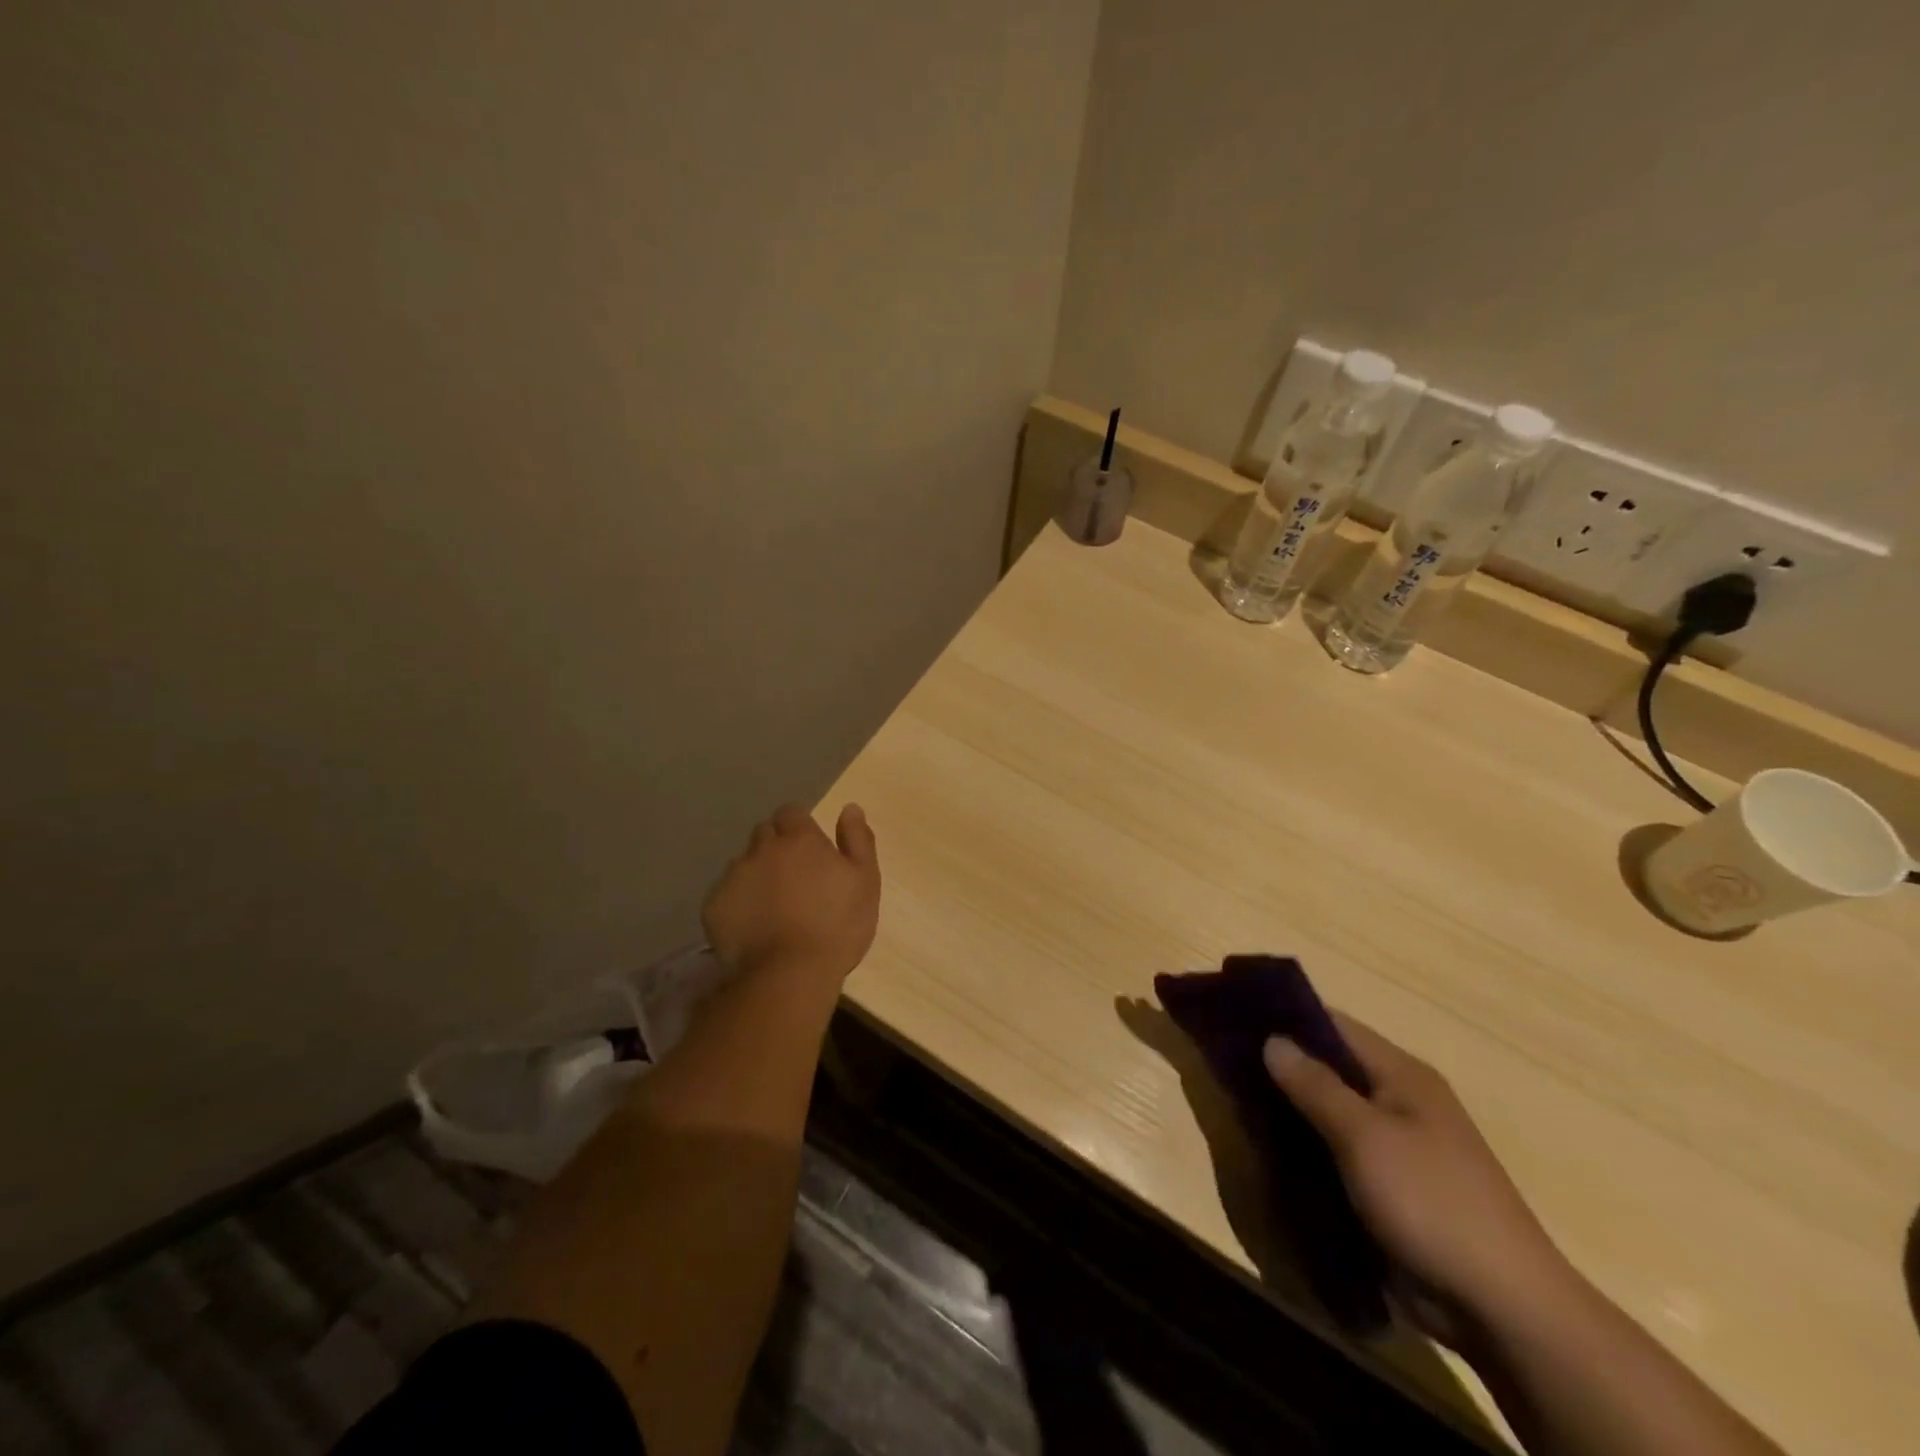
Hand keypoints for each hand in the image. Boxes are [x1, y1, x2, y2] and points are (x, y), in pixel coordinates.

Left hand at [702, 803, 879, 980]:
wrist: (790, 975)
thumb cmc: (837, 926)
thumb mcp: (865, 881)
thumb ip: (858, 840)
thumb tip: (850, 808)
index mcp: (800, 840)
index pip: (791, 813)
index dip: (799, 828)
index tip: (809, 850)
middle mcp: (762, 849)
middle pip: (765, 834)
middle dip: (776, 848)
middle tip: (793, 878)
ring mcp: (734, 877)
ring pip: (743, 864)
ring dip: (756, 874)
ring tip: (771, 906)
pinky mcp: (714, 906)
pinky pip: (725, 894)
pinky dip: (738, 903)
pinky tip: (752, 926)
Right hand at [1263, 1014, 1575, 1341]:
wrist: (1502, 1309)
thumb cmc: (1433, 1203)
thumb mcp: (1366, 1137)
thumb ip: (1315, 1085)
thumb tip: (1272, 1039)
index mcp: (1402, 1075)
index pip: (1334, 1025)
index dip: (1286, 1016)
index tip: (1235, 1015)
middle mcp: (1399, 1101)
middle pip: (1329, 1067)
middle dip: (1280, 1064)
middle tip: (1225, 1061)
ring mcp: (1395, 1146)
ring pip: (1328, 1111)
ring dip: (1289, 1108)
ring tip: (1236, 1101)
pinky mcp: (1387, 1187)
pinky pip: (1335, 1151)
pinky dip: (1304, 1147)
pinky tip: (1269, 1149)